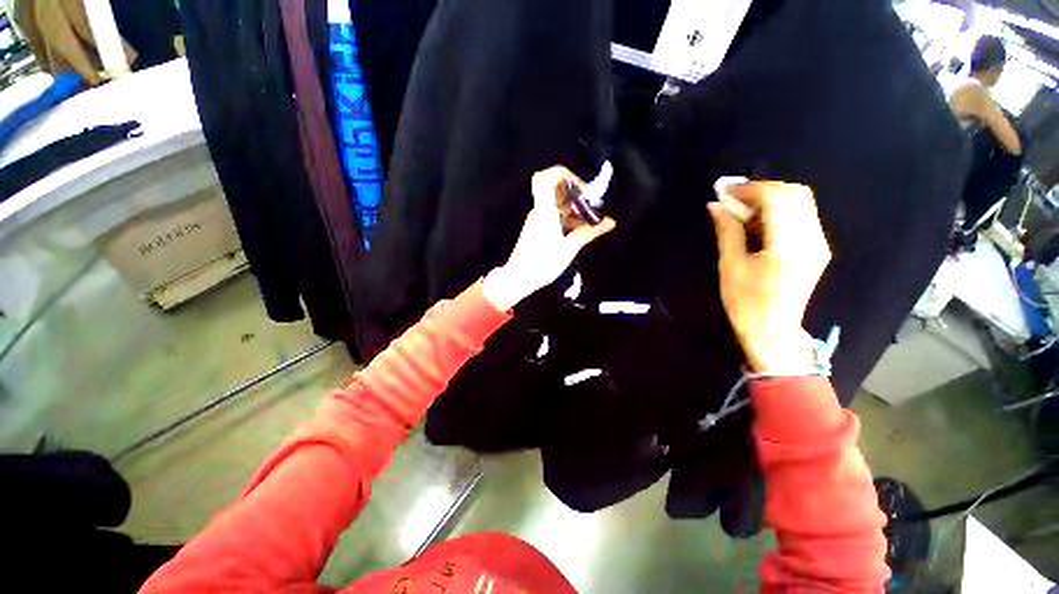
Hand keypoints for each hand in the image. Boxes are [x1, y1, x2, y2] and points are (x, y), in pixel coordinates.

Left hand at [483, 166, 615, 310]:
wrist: (519, 278)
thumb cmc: (543, 262)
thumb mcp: (569, 248)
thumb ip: (589, 232)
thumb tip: (610, 222)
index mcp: (545, 210)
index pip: (547, 178)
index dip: (565, 175)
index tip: (582, 189)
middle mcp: (540, 211)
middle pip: (557, 191)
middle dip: (577, 195)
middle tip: (593, 208)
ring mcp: (538, 220)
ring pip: (558, 205)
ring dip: (575, 209)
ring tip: (591, 223)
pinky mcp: (538, 229)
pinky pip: (555, 216)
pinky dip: (568, 219)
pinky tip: (580, 231)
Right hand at [707, 182, 830, 372]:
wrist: (773, 331)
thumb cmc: (746, 303)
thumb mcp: (730, 267)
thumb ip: (727, 232)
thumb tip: (716, 205)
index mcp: (787, 246)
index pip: (777, 199)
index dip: (750, 189)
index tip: (725, 191)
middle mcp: (811, 239)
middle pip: (795, 194)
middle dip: (762, 189)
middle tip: (734, 198)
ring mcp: (819, 244)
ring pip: (801, 202)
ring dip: (772, 198)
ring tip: (743, 209)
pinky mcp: (818, 248)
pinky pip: (803, 216)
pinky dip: (780, 210)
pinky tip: (759, 222)